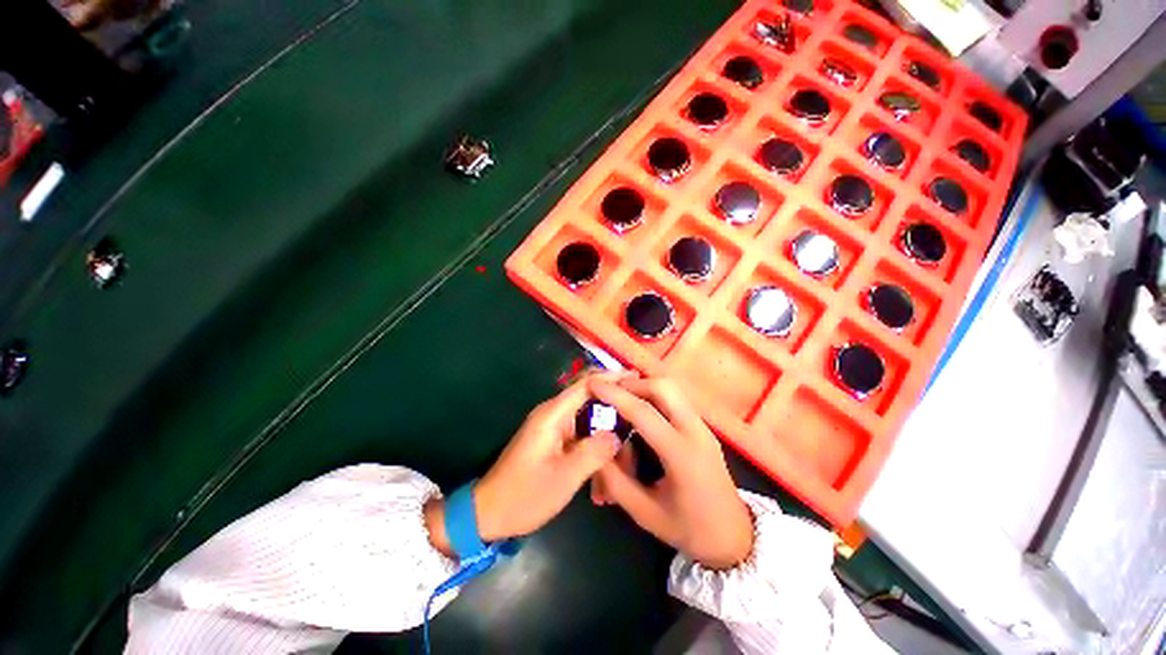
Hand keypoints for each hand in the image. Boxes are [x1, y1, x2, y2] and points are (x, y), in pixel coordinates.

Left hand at [425, 372, 629, 555]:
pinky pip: (580, 432)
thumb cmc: (524, 496)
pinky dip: (596, 443)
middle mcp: (553, 413)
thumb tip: (617, 434)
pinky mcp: (553, 439)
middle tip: (639, 420)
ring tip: (625, 453)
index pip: (587, 383)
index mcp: (553, 414)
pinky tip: (606, 466)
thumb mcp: (563, 478)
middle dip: (615, 408)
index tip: (637, 379)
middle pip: (590, 397)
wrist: (488, 513)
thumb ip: (593, 452)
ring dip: (606, 431)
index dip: (612, 378)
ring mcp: (552, 426)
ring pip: (588, 417)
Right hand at [589, 377, 753, 569]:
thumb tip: (596, 446)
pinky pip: (676, 399)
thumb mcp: (644, 513)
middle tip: (609, 393)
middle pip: (663, 387)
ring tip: (621, 399)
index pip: (643, 413)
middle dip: (632, 384)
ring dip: (643, 387)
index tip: (593, 384)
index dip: (615, 395)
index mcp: (681, 454)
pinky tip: (639, 410)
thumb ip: (615, 480)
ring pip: (671, 389)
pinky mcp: (703, 427)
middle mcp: (696, 431)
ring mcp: (703, 426)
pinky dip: (654, 396)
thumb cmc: (689, 529)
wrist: (735, 538)